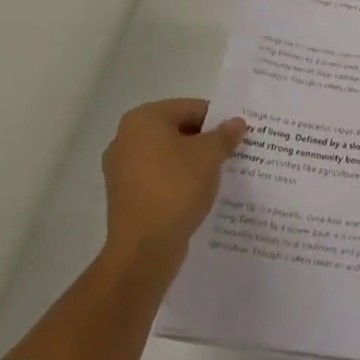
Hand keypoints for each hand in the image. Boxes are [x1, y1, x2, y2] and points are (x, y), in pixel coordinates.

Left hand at [102, 98, 245, 261]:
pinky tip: (197, 194)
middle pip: (177, 130)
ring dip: (192, 163)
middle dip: (205, 141)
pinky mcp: (125, 196)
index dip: (218, 120)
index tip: (238, 135)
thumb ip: (225, 134)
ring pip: (168, 156)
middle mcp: (125, 138)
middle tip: (231, 154)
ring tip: (218, 175)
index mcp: (143, 119)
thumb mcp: (210, 155)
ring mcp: (121, 169)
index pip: (190, 108)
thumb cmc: (175, 188)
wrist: (143, 251)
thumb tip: (237, 123)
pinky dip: (177, 182)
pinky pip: (158, 178)